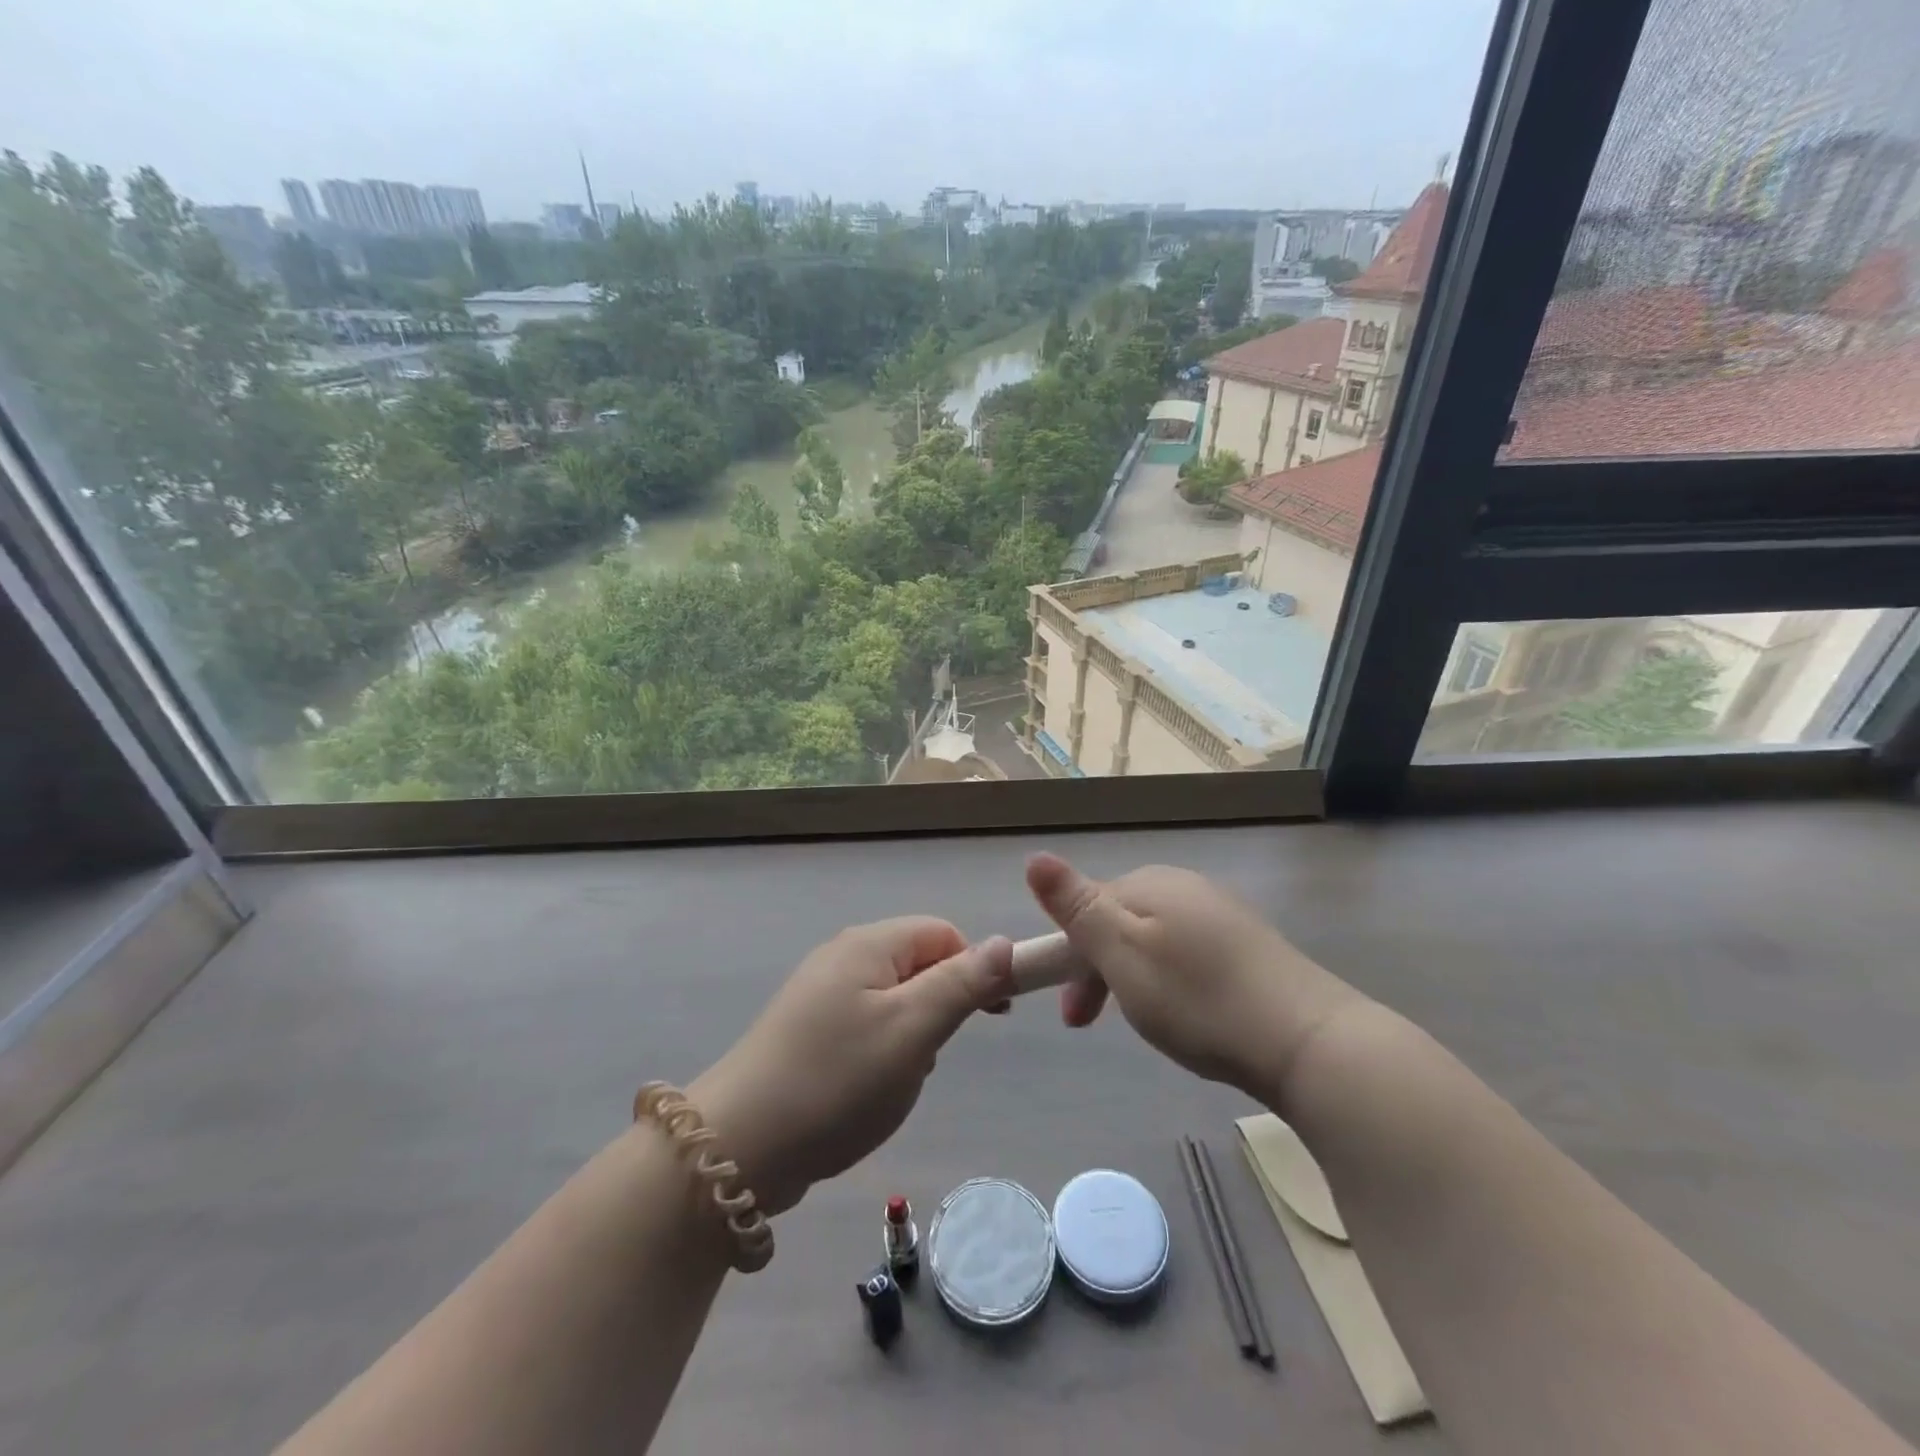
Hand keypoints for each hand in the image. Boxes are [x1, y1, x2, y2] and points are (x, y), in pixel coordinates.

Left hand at [690, 919, 1013, 1217]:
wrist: (741, 1147)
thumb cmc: (837, 1080)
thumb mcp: (913, 1030)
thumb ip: (963, 983)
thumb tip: (1005, 942)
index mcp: (868, 945)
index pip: (943, 933)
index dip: (975, 967)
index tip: (991, 1016)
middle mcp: (842, 957)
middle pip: (919, 963)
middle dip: (940, 1006)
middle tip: (931, 1055)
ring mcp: (820, 994)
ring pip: (895, 999)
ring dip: (913, 1035)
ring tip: (896, 1079)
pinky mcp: (807, 1031)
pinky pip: (866, 1025)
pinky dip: (882, 1052)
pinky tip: (868, 1090)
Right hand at [1025, 853, 1363, 1101]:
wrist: (1307, 1041)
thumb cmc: (1198, 998)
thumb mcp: (1122, 954)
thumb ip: (1077, 907)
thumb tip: (1034, 857)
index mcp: (1151, 883)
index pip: (1088, 904)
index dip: (1068, 954)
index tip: (1070, 1011)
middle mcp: (1186, 887)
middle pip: (1120, 921)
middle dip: (1096, 970)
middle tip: (1088, 1025)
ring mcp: (1221, 914)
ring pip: (1153, 940)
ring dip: (1130, 979)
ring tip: (1141, 1023)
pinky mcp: (1248, 946)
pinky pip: (1188, 954)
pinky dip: (1169, 982)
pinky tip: (1185, 1013)